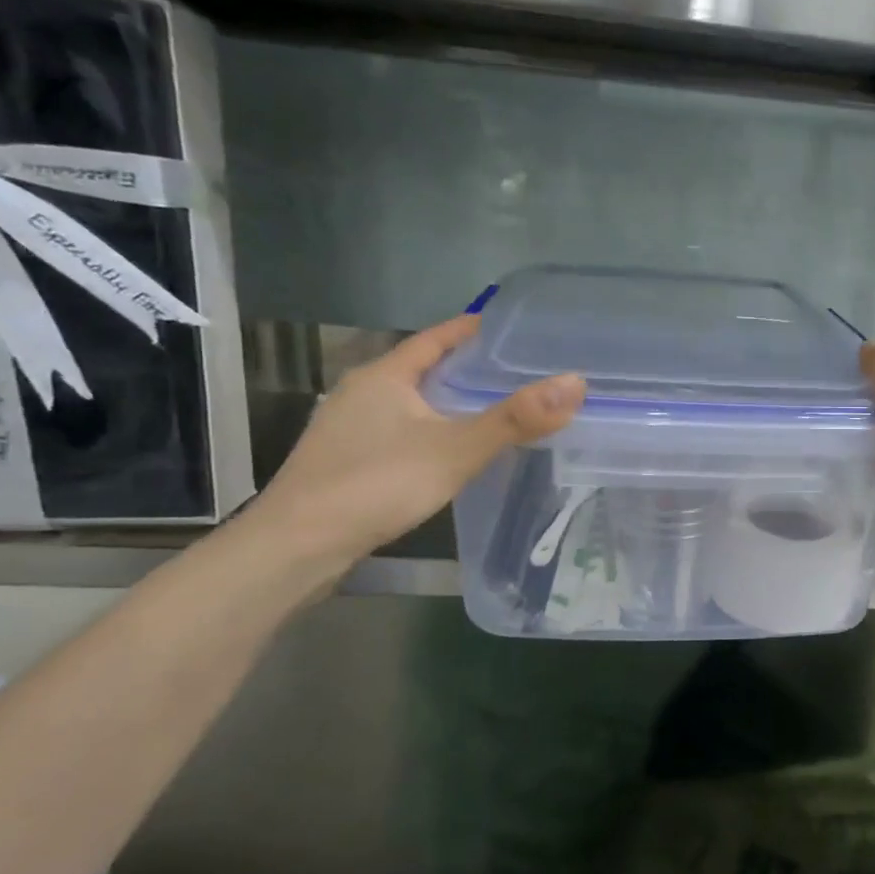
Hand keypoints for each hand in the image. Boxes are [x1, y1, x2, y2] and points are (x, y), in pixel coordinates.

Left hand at [249, 316, 583, 568]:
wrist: (298, 546)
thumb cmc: (376, 484)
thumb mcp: (456, 449)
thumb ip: (515, 419)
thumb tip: (576, 383)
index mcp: (385, 375)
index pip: (435, 337)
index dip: (471, 329)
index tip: (510, 327)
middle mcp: (362, 392)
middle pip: (422, 368)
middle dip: (465, 367)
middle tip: (516, 370)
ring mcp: (349, 428)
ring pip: (410, 402)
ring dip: (447, 401)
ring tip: (493, 409)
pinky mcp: (345, 461)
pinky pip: (399, 431)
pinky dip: (430, 430)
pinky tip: (450, 451)